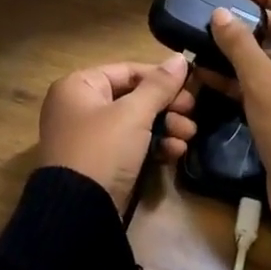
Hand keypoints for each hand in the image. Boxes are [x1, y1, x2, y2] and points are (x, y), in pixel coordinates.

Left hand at [37, 56, 199, 210]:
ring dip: (166, 126)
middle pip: (133, 97)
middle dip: (167, 106)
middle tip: (193, 113)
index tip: (190, 86)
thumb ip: (159, 85)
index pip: (127, 70)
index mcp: (78, 86)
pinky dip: (154, 146)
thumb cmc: (103, 149)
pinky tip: (176, 152)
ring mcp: (90, 137)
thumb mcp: (133, 114)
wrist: (80, 211)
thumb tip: (180, 58)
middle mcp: (80, 107)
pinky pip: (132, 145)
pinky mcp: (102, 163)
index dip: (160, 77)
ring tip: (189, 135)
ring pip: (136, 122)